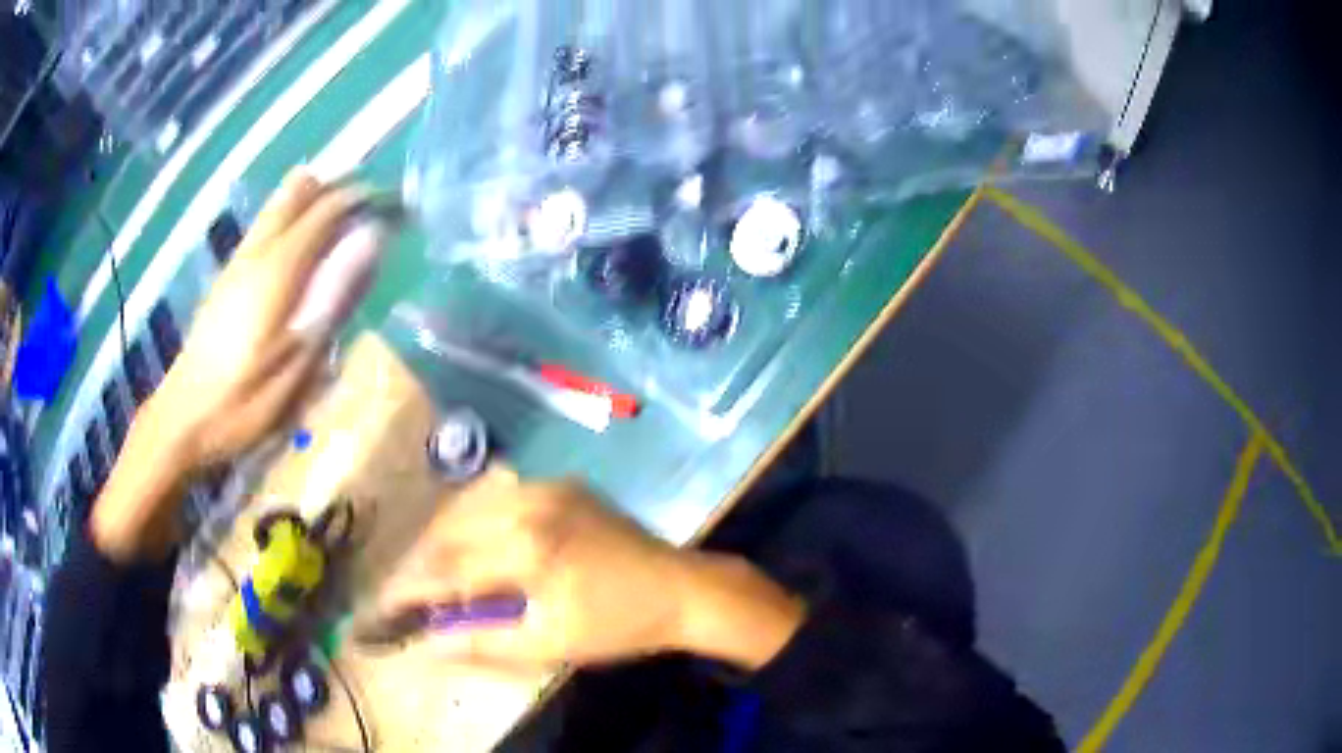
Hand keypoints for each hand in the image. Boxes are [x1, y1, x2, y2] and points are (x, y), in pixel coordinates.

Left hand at [90, 169, 387, 562]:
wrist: (182, 420)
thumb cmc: (243, 403)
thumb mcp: (296, 362)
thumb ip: (332, 296)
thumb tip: (370, 239)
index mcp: (277, 268)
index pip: (327, 207)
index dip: (364, 198)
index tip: (397, 207)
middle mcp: (256, 251)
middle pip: (298, 190)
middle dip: (337, 188)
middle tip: (368, 214)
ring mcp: (238, 262)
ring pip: (278, 205)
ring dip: (313, 204)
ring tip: (342, 233)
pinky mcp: (227, 278)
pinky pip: (267, 228)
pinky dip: (293, 224)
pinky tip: (304, 261)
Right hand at [377, 472, 804, 670]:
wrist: (682, 587)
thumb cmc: (618, 624)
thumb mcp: (551, 644)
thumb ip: (484, 643)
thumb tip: (428, 645)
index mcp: (527, 547)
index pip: (449, 569)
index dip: (411, 590)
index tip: (383, 607)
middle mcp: (529, 504)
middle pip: (452, 529)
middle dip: (423, 561)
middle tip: (408, 589)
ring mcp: (547, 486)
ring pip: (471, 506)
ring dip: (446, 537)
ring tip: (435, 569)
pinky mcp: (562, 484)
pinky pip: (501, 495)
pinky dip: (477, 519)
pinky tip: (474, 541)